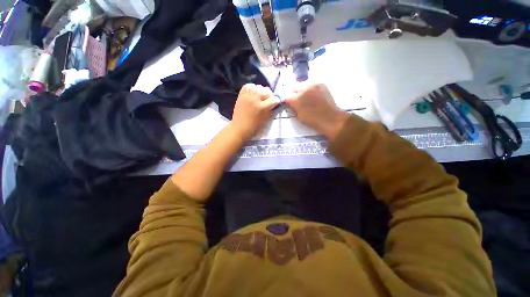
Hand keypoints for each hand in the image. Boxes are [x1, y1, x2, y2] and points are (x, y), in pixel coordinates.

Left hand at [231, 83, 279, 139]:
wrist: (240, 129)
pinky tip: (253, 94)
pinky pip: (248, 86)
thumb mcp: (266, 121)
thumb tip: (276, 105)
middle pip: (267, 90)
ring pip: (258, 87)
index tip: (275, 104)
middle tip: (268, 101)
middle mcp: (255, 100)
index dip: (276, 102)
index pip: (274, 99)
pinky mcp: (241, 95)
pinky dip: (252, 88)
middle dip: (270, 95)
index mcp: (262, 108)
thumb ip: (272, 112)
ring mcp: (247, 97)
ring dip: (261, 91)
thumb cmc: (254, 128)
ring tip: (260, 97)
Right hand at [284, 83, 348, 140]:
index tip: (287, 103)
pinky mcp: (320, 84)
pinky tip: (311, 94)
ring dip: (300, 90)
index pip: (286, 96)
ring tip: (303, 96)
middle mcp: (304, 89)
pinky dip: (309, 88)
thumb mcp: (299, 116)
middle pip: (293, 88)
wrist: (330, 118)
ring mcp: (313, 85)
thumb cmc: (313, 120)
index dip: (286, 100)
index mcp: (296, 99)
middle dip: (292, 94)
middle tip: (295, 100)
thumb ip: (292, 107)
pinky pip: (311, 84)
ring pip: (302, 84)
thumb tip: (289, 103)